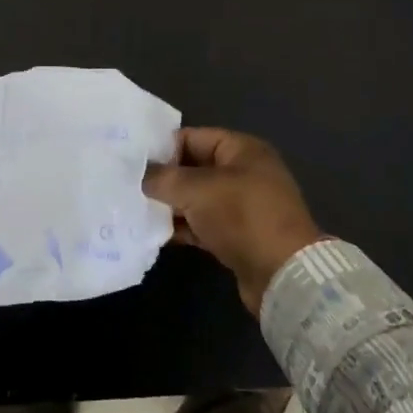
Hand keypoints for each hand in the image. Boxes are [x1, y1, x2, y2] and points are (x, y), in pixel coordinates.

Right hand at [144, 128, 322, 314]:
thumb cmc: (242, 217)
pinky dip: (183, 227)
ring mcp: (243, 206)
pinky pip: (203, 224)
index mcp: (241, 149)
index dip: (162, 149)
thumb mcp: (197, 190)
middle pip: (193, 168)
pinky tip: (155, 233)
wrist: (283, 274)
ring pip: (196, 198)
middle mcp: (244, 172)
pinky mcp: (239, 235)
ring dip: (170, 205)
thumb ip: (164, 178)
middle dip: (164, 179)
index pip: (192, 137)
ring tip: (135, 210)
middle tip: (129, 187)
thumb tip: (141, 175)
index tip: (132, 163)